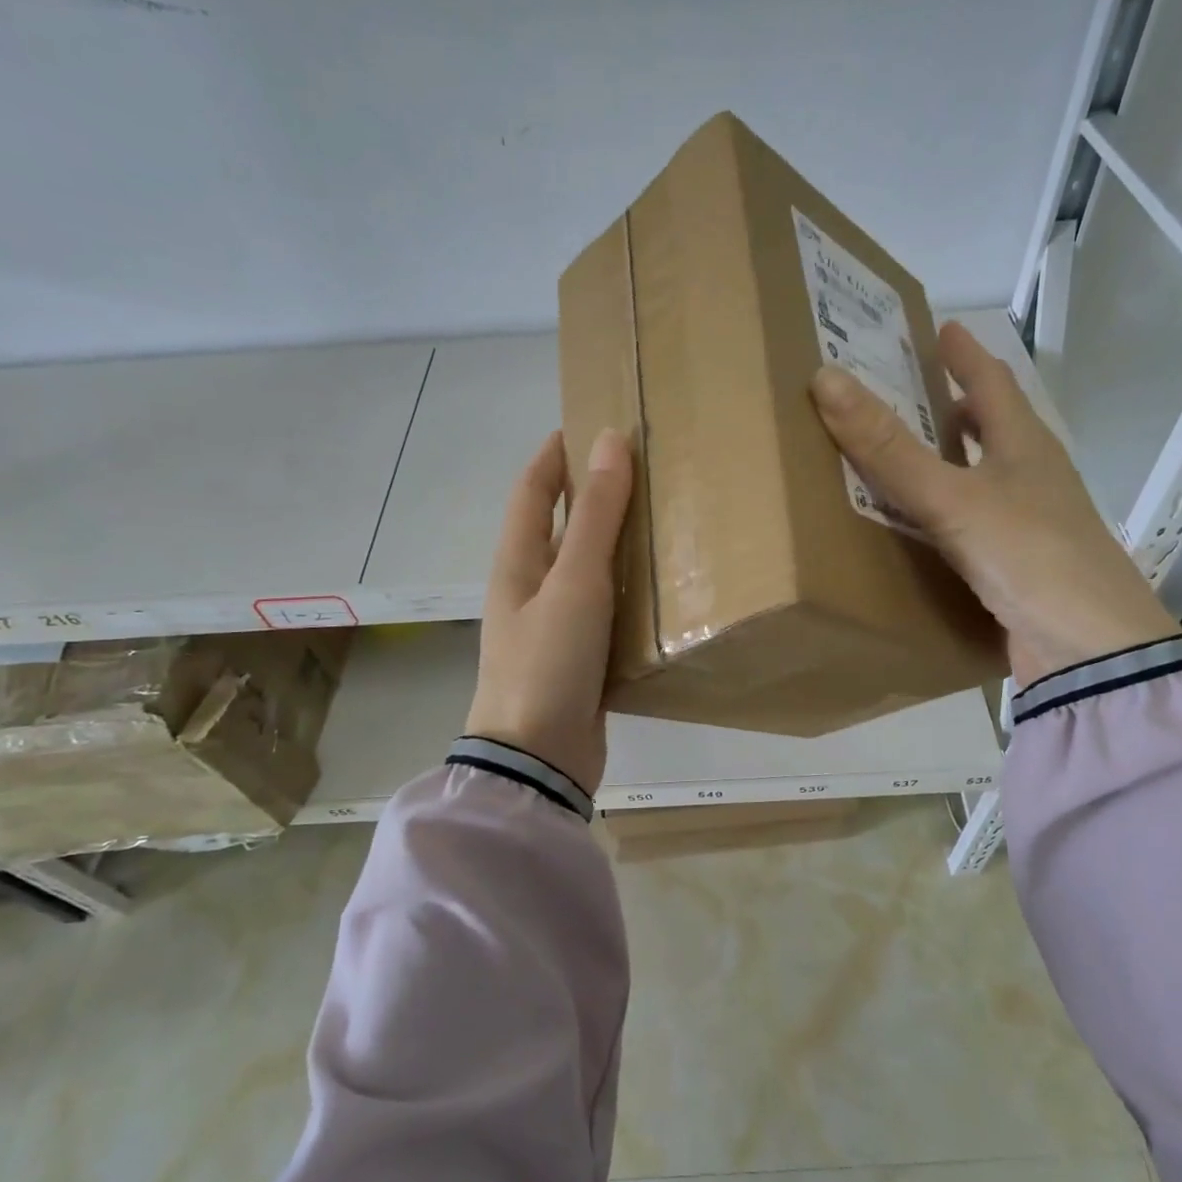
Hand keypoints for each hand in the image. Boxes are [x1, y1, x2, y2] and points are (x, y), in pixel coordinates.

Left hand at [466, 428, 633, 793]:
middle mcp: (531, 588)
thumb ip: (596, 516)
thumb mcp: (574, 583)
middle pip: (561, 526)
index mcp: (518, 562)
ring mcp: (553, 625)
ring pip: (586, 568)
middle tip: (645, 470)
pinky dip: (627, 588)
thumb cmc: (548, 662)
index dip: (556, 454)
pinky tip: (663, 587)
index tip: (592, 422)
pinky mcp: (579, 657)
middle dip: (593, 493)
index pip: (533, 490)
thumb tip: (610, 440)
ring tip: (664, 519)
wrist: (538, 758)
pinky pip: (604, 608)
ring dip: (615, 541)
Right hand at [810, 321, 1179, 685]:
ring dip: (950, 465)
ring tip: (905, 458)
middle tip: (910, 394)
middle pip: (994, 430)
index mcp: (1025, 447)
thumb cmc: (1029, 556)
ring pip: (983, 481)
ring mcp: (1029, 526)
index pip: (992, 384)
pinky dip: (945, 518)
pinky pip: (972, 528)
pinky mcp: (1018, 569)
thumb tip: (827, 380)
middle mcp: (1032, 479)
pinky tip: (919, 531)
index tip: (942, 329)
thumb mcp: (953, 498)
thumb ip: (890, 449)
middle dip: (956, 408)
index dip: (965, 355)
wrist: (1088, 651)